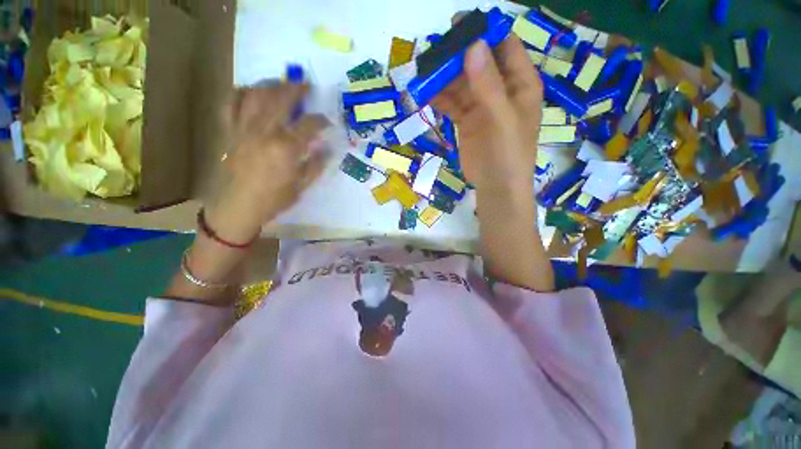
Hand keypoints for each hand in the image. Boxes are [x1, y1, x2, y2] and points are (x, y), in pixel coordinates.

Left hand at [206, 83, 330, 242]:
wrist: (238, 207)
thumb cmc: (274, 200)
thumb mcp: (302, 186)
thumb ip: (315, 165)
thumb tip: (327, 149)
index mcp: (286, 148)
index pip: (308, 125)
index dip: (321, 120)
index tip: (328, 122)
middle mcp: (264, 132)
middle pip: (281, 100)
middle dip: (296, 89)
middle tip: (305, 84)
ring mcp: (244, 129)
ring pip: (255, 95)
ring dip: (269, 84)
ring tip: (280, 82)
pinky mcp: (230, 132)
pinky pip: (230, 104)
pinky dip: (239, 93)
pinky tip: (249, 91)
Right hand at [432, 36, 542, 193]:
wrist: (496, 186)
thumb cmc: (508, 154)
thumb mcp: (502, 119)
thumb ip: (488, 85)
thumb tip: (472, 46)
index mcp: (520, 83)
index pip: (504, 46)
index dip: (484, 33)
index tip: (458, 26)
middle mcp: (501, 89)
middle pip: (478, 62)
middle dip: (457, 55)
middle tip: (433, 50)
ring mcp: (482, 105)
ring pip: (461, 82)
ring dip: (444, 77)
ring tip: (424, 71)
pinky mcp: (467, 120)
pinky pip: (452, 103)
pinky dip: (440, 98)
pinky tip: (426, 93)